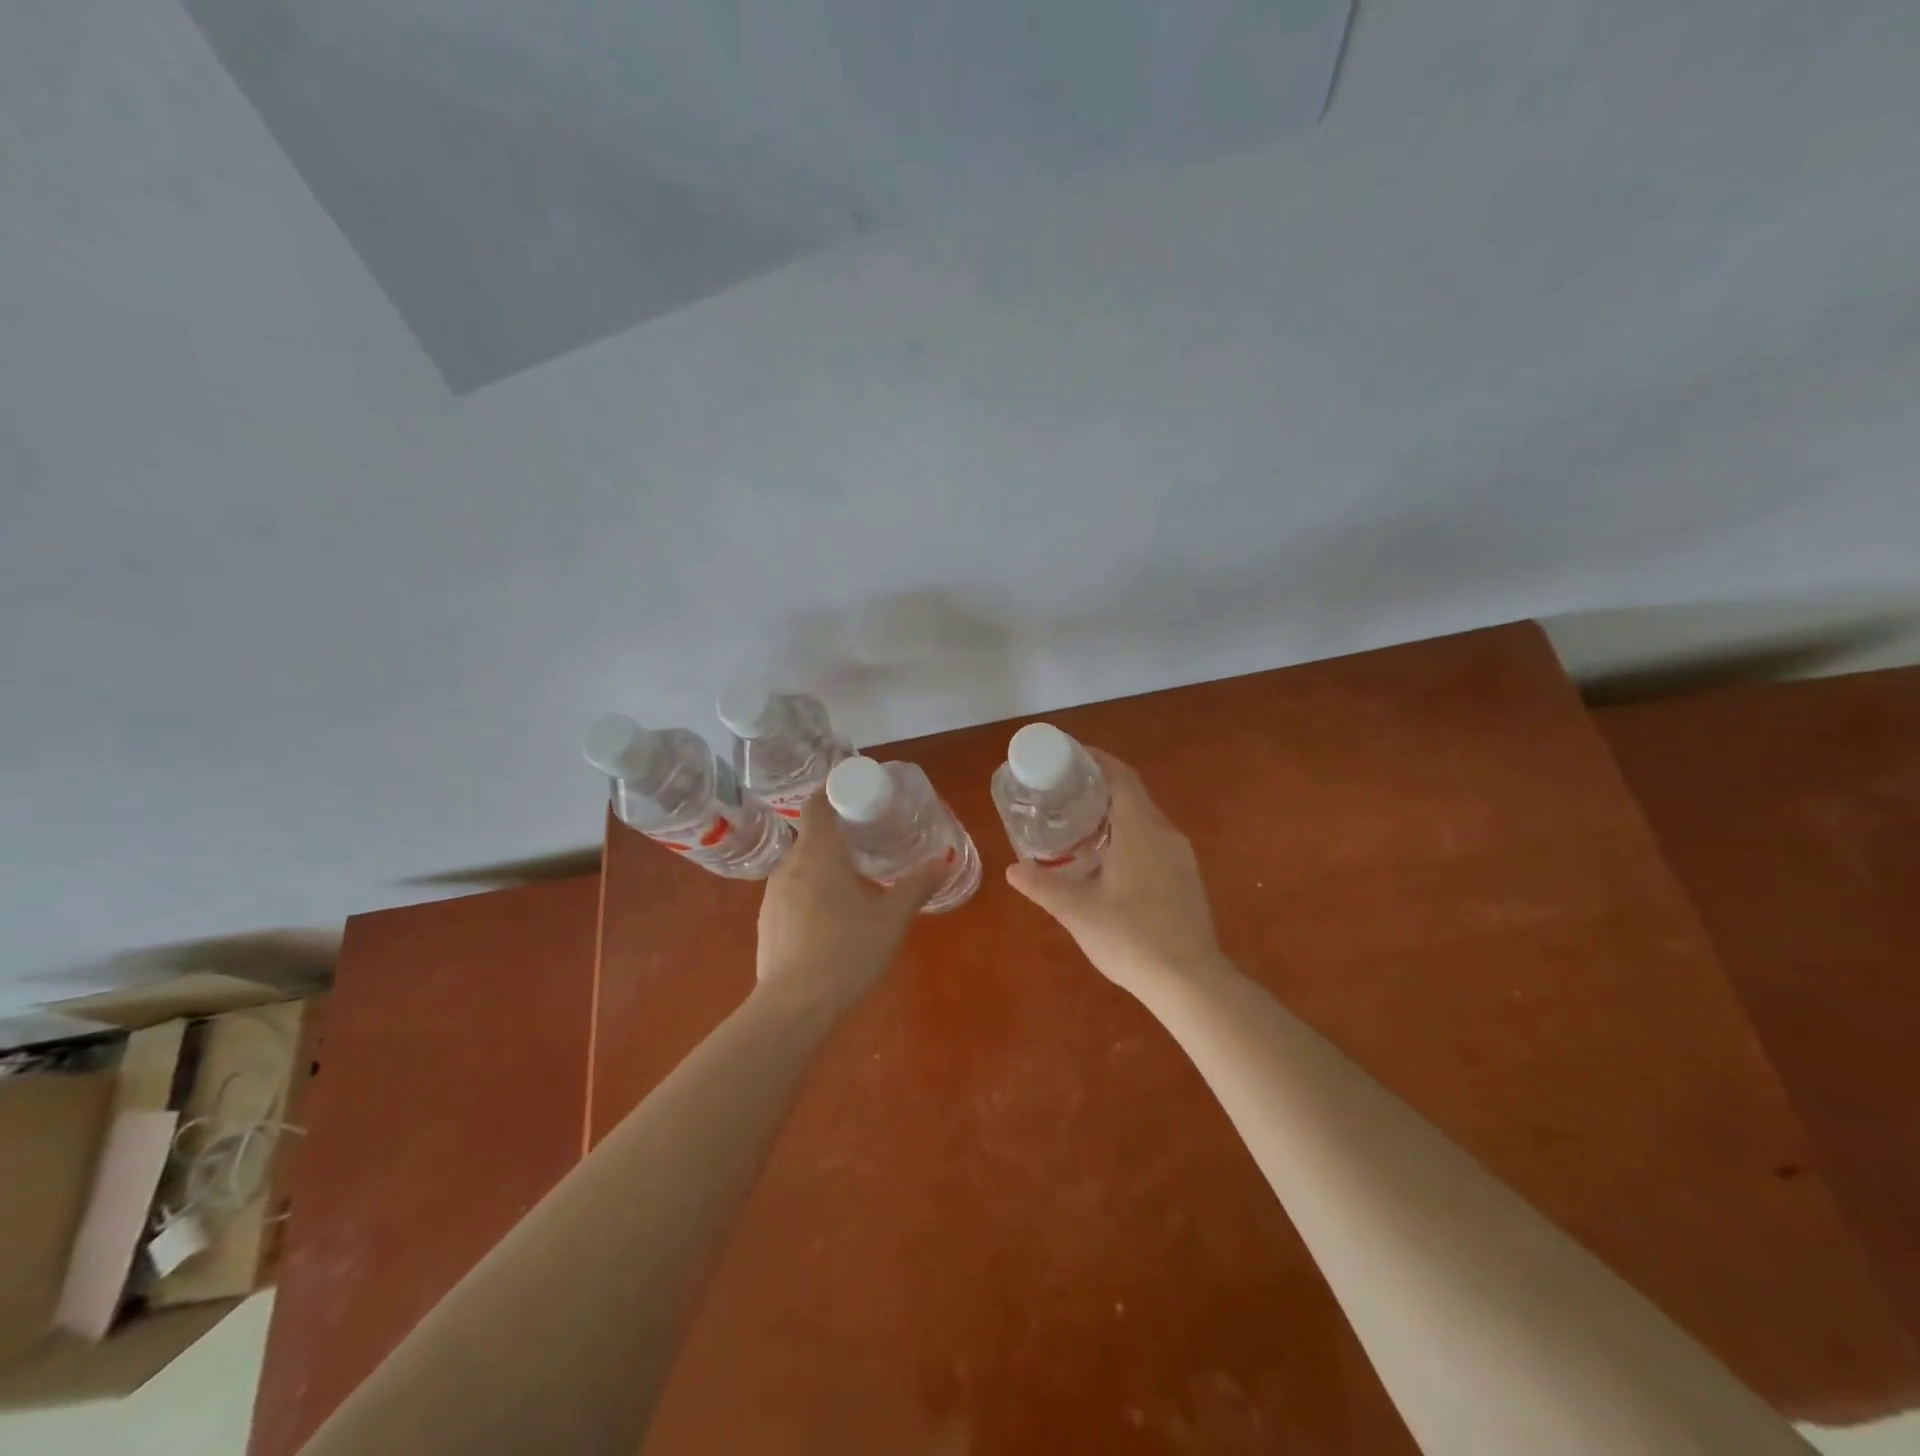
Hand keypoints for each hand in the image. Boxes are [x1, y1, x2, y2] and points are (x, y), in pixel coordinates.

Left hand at [755, 791, 941, 1010]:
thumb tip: (945, 860)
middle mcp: (789, 865)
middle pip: (811, 835)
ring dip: (823, 865)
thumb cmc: (847, 951)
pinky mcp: (767, 921)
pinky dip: (810, 891)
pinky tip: (830, 917)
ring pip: (800, 865)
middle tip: (869, 841)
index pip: (818, 805)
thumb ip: (917, 886)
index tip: (858, 797)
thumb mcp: (891, 918)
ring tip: (853, 880)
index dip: (834, 793)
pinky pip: (791, 891)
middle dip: (837, 834)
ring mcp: (773, 894)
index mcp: (818, 853)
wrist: (794, 1006)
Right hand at [1006, 748, 1226, 996]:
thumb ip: (1043, 886)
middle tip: (1066, 791)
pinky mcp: (1188, 877)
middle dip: (1102, 785)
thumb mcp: (1077, 911)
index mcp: (1140, 830)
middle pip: (1135, 794)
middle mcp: (1165, 833)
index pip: (1121, 777)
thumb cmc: (1130, 937)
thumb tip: (1012, 870)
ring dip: (1118, 812)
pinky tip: (1112, 859)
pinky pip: (1156, 840)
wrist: (1189, 980)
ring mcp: (1181, 856)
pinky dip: (1132, 834)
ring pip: (1147, 819)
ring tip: (1083, 823)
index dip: (1098, 760)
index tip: (1071, 755)